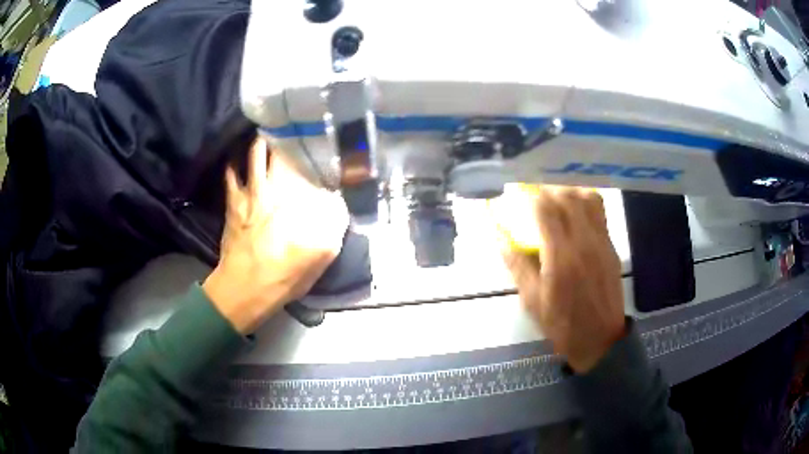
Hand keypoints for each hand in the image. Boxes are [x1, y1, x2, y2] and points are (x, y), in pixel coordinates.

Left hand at [203, 138, 348, 333]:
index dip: (317, 148)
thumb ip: (333, 225)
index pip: (310, 163)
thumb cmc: (285, 274)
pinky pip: (230, 173)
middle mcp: (273, 187)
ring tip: (269, 133)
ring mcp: (249, 192)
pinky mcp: (232, 202)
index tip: (323, 139)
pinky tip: (239, 157)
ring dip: (262, 141)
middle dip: (287, 134)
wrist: (245, 288)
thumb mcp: (321, 255)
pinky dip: (235, 162)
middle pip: (280, 149)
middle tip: (293, 128)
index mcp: (297, 200)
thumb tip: (338, 203)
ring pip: (254, 153)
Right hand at [503, 186, 625, 372]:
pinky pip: (600, 212)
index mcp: (561, 257)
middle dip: (548, 189)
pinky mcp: (611, 246)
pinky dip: (585, 202)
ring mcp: (601, 242)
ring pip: (588, 198)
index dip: (530, 195)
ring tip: (555, 198)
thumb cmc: (562, 324)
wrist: (601, 340)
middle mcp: (584, 242)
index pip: (546, 209)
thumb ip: (517, 266)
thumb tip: (499, 238)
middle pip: (568, 196)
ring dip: (569, 191)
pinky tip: (574, 212)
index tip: (519, 193)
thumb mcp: (532, 301)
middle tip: (534, 194)